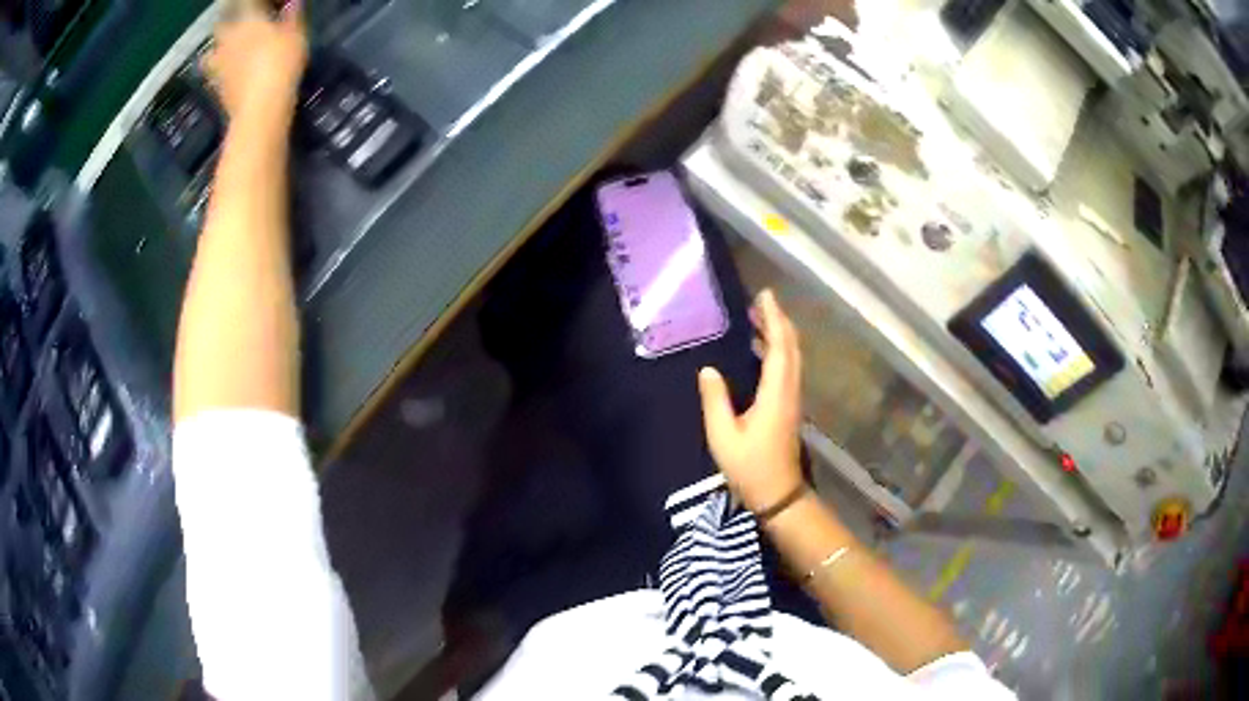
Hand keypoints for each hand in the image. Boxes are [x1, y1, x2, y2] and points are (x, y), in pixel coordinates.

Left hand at [202, 1, 307, 121]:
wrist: (260, 109)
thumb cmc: (281, 64)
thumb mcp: (296, 36)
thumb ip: (292, 17)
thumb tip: (292, 5)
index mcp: (248, 20)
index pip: (245, 2)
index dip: (252, 2)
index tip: (262, 5)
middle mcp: (229, 39)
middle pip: (221, 24)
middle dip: (228, 21)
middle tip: (238, 22)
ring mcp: (219, 65)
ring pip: (210, 53)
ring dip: (216, 50)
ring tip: (225, 51)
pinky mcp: (216, 89)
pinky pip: (213, 75)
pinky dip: (219, 73)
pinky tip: (228, 75)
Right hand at [698, 290, 804, 513]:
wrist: (778, 494)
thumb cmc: (749, 467)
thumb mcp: (723, 436)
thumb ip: (715, 400)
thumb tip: (708, 369)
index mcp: (776, 393)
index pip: (779, 346)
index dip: (773, 318)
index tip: (764, 295)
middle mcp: (790, 390)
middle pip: (791, 347)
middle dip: (778, 320)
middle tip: (760, 301)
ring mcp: (793, 399)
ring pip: (792, 357)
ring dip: (779, 334)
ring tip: (758, 319)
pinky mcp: (789, 407)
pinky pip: (788, 368)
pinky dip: (778, 350)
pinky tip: (761, 351)